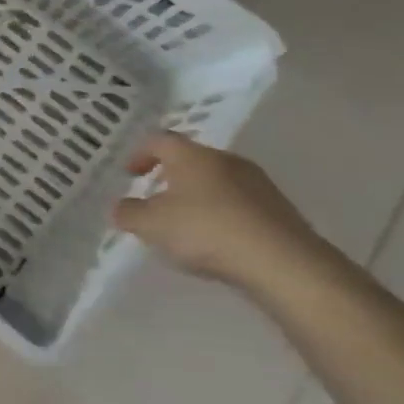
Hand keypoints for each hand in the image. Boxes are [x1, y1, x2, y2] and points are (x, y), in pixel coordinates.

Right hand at [112, 131, 328, 292]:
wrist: (283, 263)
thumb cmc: (206, 231)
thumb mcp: (151, 225)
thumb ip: (129, 213)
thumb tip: (120, 207)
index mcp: (192, 156)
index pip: (160, 140)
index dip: (140, 153)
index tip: (129, 173)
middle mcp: (226, 160)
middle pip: (191, 159)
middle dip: (170, 175)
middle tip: (154, 197)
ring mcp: (257, 183)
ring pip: (217, 181)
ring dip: (197, 195)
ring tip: (185, 223)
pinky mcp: (278, 209)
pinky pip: (239, 203)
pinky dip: (222, 214)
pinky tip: (217, 240)